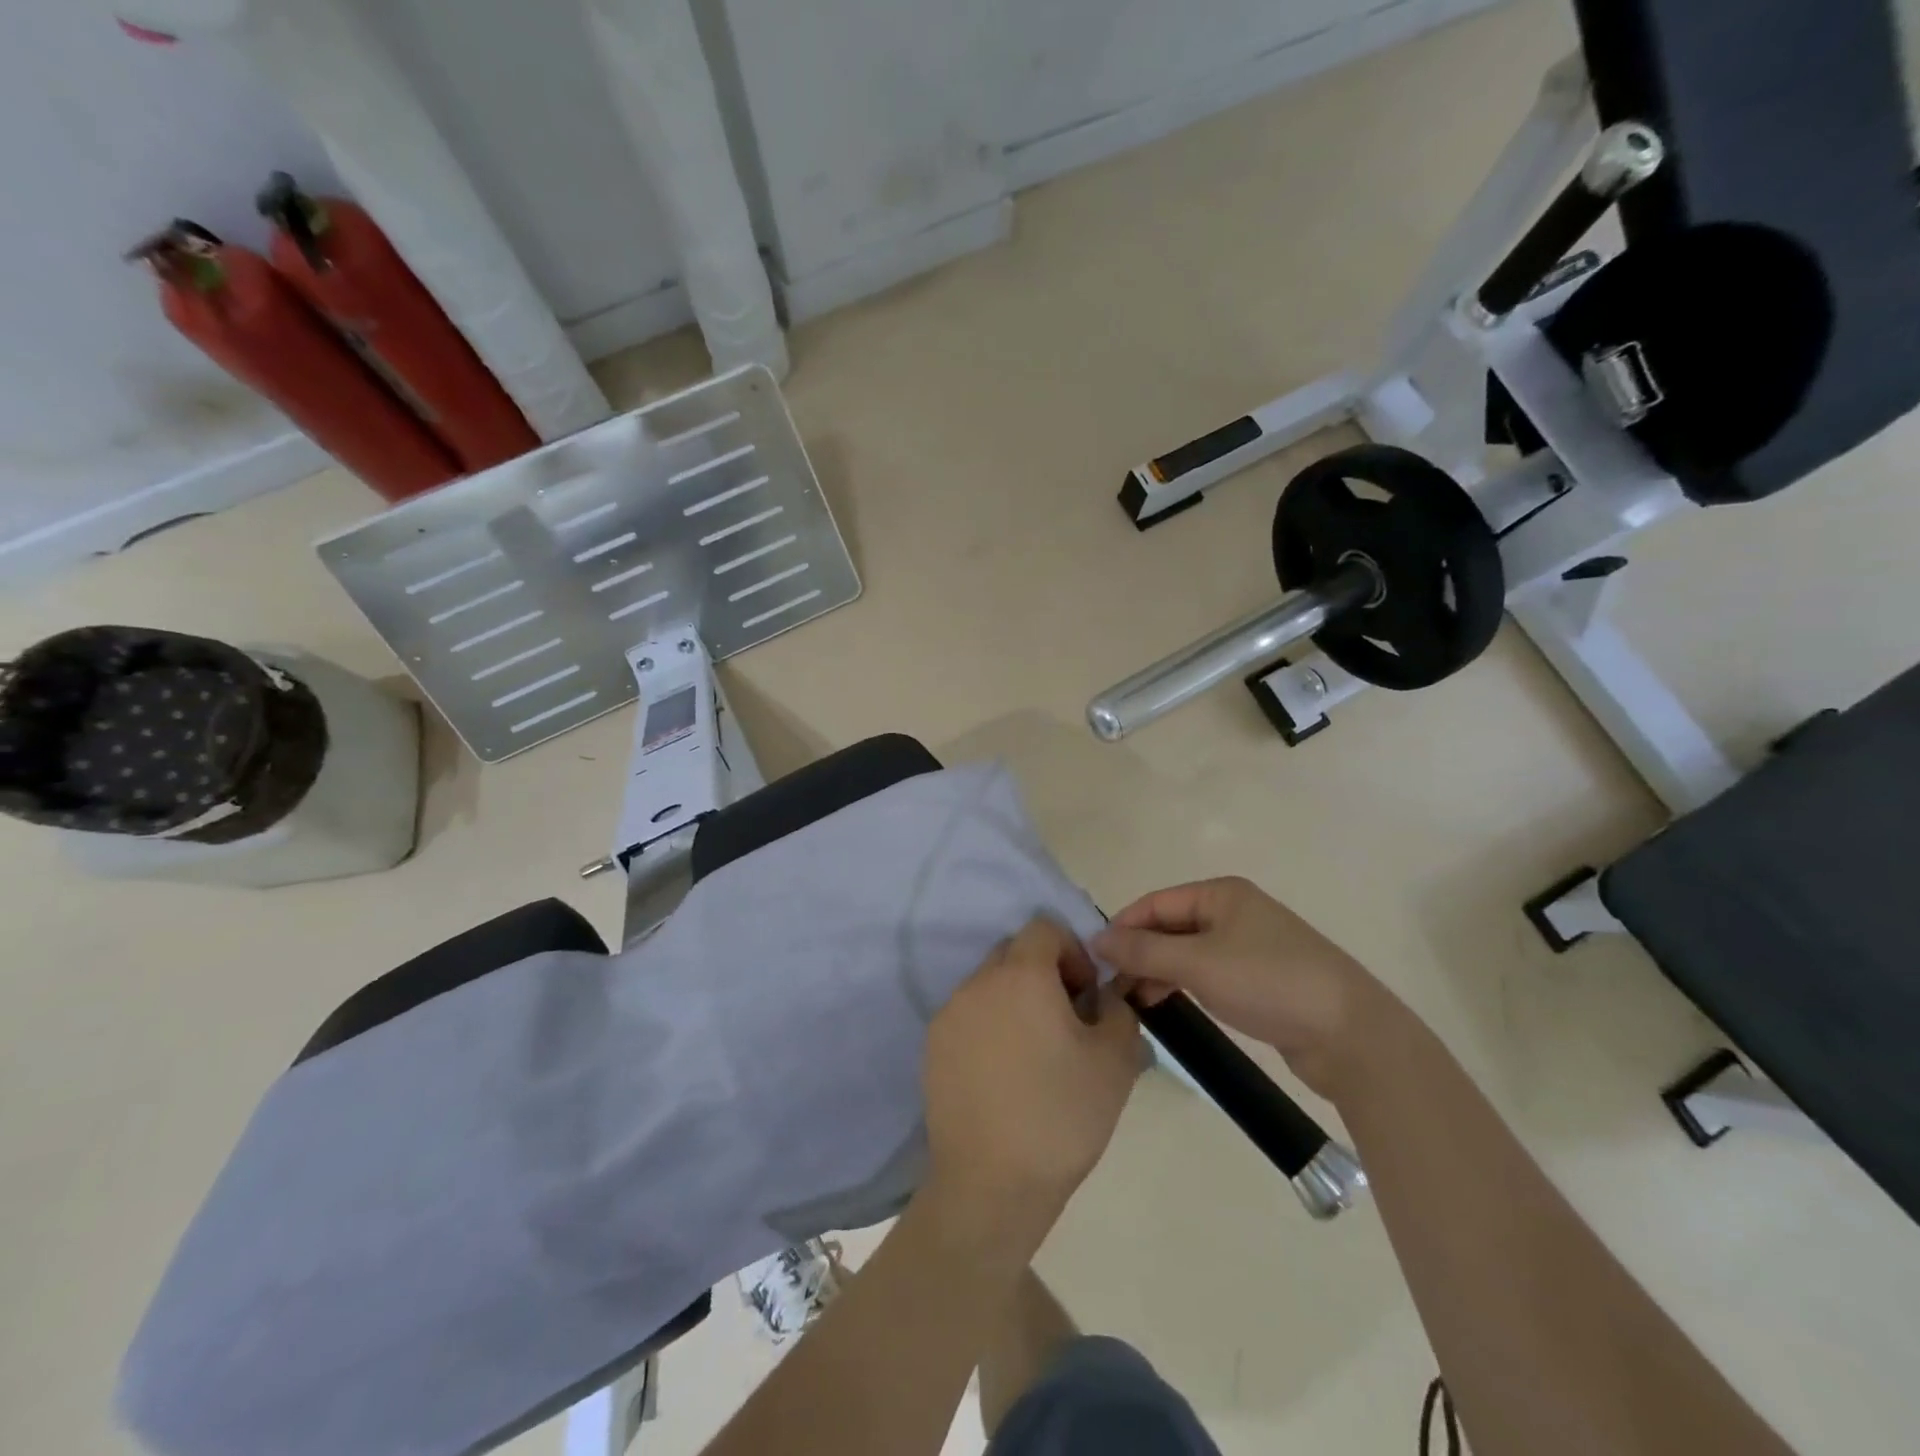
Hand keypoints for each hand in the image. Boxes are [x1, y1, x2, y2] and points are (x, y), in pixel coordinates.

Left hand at [922, 917, 1143, 1240]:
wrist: (991, 1183)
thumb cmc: (1061, 1115)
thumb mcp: (1114, 1060)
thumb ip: (1117, 1008)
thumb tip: (1105, 994)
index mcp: (1021, 974)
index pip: (1044, 928)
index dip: (1072, 952)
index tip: (1085, 996)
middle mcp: (978, 982)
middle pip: (1014, 953)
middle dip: (1044, 973)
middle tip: (1065, 1023)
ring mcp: (949, 1013)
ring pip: (989, 985)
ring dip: (1015, 1000)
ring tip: (1035, 1053)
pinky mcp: (932, 1045)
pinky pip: (968, 1015)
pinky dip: (989, 1026)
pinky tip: (1005, 1074)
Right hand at [1092, 877, 1398, 1097]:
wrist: (1351, 1034)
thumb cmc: (1268, 982)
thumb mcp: (1198, 964)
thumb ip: (1144, 951)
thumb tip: (1096, 940)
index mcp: (1221, 893)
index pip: (1155, 903)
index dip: (1122, 928)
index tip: (1094, 959)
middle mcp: (1234, 911)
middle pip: (1170, 926)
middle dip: (1139, 953)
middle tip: (1111, 987)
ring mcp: (1249, 946)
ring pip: (1187, 953)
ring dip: (1158, 972)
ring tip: (1134, 1001)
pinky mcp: (1260, 979)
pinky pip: (1207, 973)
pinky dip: (1183, 985)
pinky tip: (1166, 1005)